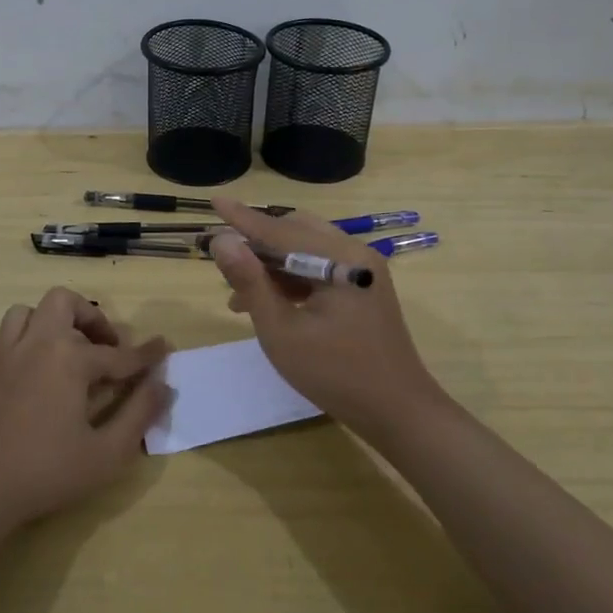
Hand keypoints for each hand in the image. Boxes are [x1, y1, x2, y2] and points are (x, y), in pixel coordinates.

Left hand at [0, 287, 170, 528]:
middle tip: (104, 346)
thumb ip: (140, 414)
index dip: (145, 354)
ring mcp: (1, 360)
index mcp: (69, 359)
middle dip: (88, 316)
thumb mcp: (108, 452)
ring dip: (46, 324)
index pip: (118, 353)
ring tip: (63, 351)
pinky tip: (20, 369)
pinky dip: (7, 349)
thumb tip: (164, 385)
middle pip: (61, 302)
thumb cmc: (48, 472)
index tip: (164, 348)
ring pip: (21, 315)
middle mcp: (35, 346)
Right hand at [209, 199, 447, 440]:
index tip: (214, 201)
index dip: (242, 218)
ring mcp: (363, 269)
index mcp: (340, 257)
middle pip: (295, 231)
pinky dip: (292, 278)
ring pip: (306, 249)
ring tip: (238, 295)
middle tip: (225, 265)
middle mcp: (355, 252)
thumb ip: (250, 282)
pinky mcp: (363, 286)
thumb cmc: (335, 373)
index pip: (279, 229)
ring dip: (272, 264)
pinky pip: (320, 267)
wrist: (398, 411)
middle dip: (257, 244)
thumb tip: (221, 241)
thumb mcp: (281, 331)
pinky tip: (267, 303)